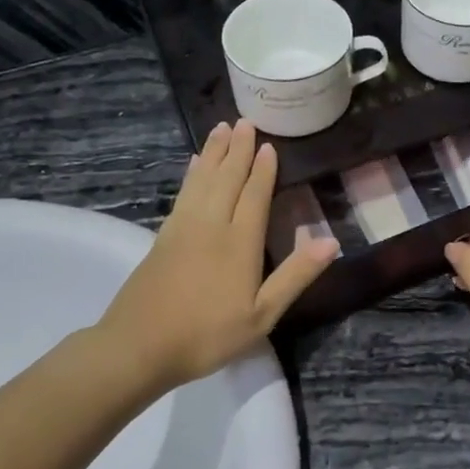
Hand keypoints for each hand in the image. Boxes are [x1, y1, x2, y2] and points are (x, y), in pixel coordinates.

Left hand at [85, 120, 338, 396]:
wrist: (138, 347)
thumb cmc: (207, 335)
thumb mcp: (262, 315)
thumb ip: (296, 276)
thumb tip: (331, 241)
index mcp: (240, 242)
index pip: (255, 195)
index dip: (264, 170)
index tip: (269, 145)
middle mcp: (212, 225)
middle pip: (227, 178)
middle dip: (238, 149)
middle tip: (245, 121)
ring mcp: (183, 228)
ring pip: (203, 180)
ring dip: (215, 153)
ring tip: (221, 128)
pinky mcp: (163, 237)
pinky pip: (183, 193)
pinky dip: (191, 174)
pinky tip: (194, 165)